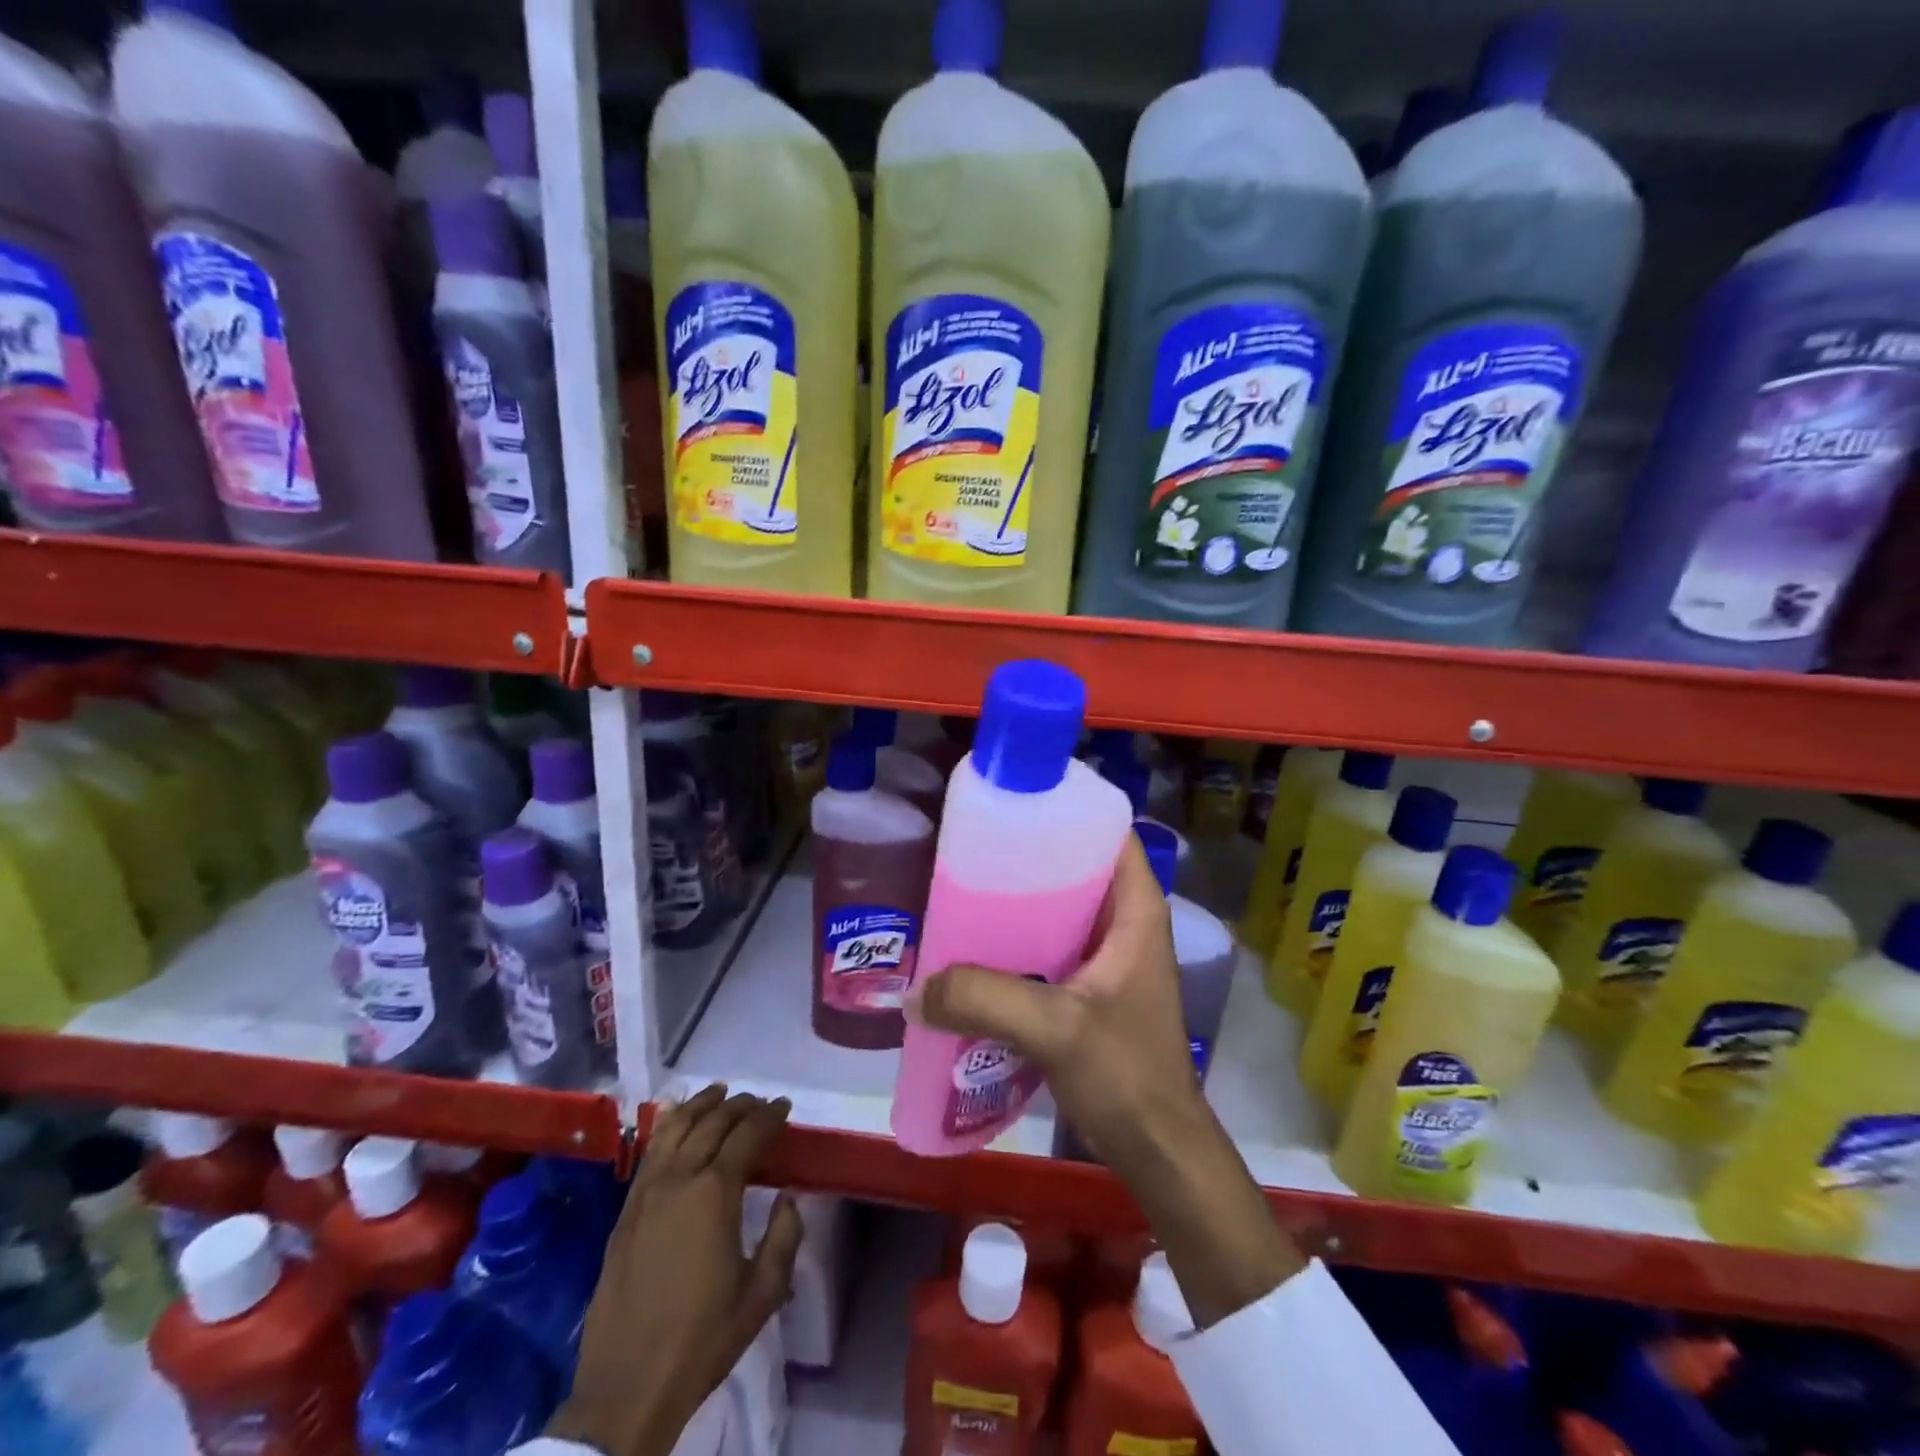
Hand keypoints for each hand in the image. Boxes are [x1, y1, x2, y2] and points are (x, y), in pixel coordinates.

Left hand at [548, 1087, 801, 1455]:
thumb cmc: (702, 1340)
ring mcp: (647, 1192)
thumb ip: (784, 1238)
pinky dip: (667, 1125)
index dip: (770, 1116)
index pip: (748, 1136)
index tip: (785, 1106)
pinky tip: (675, 1117)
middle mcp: (680, 1179)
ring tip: (720, 1092)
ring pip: (677, 1128)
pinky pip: (650, 1152)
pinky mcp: (626, 1210)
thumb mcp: (762, 1294)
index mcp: (715, 1193)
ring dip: (702, 1105)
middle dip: (741, 1106)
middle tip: (760, 1103)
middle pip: (714, 1123)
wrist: (627, 1387)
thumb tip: (789, 1198)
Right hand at [909, 835, 1302, 1326]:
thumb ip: (985, 1000)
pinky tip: (974, 951)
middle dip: (1026, 857)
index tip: (1012, 804)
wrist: (1157, 1150)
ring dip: (1016, 904)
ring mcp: (1107, 958)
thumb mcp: (1056, 1028)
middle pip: (1074, 867)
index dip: (1065, 811)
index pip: (1107, 833)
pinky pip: (1048, 947)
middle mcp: (1124, 924)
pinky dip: (1016, 943)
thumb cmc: (1126, 1074)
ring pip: (1058, 910)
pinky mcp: (1089, 990)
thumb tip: (916, 992)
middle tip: (970, 850)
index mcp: (1135, 910)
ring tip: (962, 892)